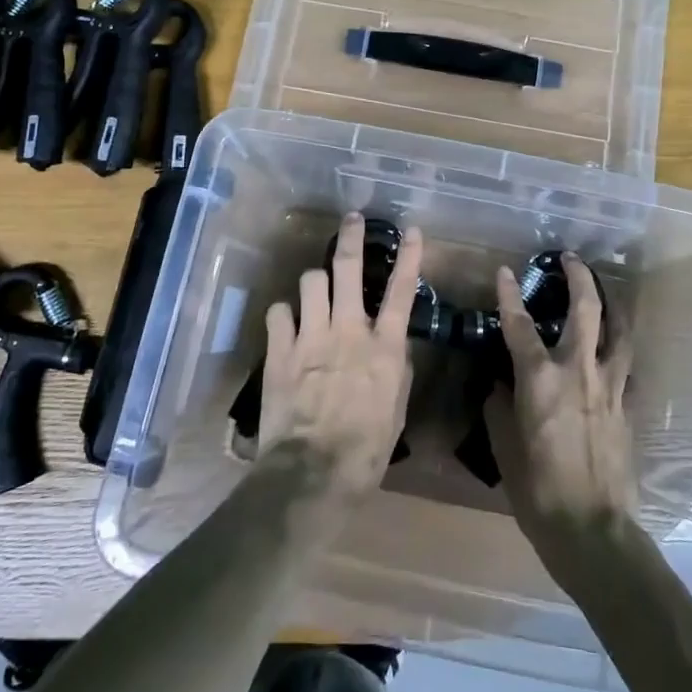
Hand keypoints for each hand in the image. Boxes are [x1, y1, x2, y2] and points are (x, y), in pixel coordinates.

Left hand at [259, 213, 422, 502]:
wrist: (314, 472)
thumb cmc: (366, 450)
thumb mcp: (396, 410)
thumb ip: (396, 370)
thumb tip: (393, 346)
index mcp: (384, 347)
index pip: (402, 291)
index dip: (409, 256)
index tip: (412, 230)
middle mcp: (348, 330)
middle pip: (348, 268)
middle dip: (350, 237)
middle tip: (351, 219)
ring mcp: (311, 336)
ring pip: (310, 281)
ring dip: (314, 282)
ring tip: (315, 291)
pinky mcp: (280, 350)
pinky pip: (278, 311)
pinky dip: (284, 315)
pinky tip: (286, 325)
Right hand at [484, 253, 635, 571]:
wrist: (593, 530)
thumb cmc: (537, 490)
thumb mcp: (504, 447)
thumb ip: (499, 408)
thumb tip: (500, 386)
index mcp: (540, 380)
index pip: (520, 325)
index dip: (509, 295)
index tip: (505, 271)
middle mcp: (578, 371)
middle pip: (586, 310)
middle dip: (579, 277)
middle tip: (571, 258)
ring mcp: (610, 388)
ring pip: (618, 331)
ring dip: (612, 305)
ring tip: (605, 292)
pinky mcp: (628, 407)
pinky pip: (627, 367)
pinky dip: (619, 350)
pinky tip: (615, 351)